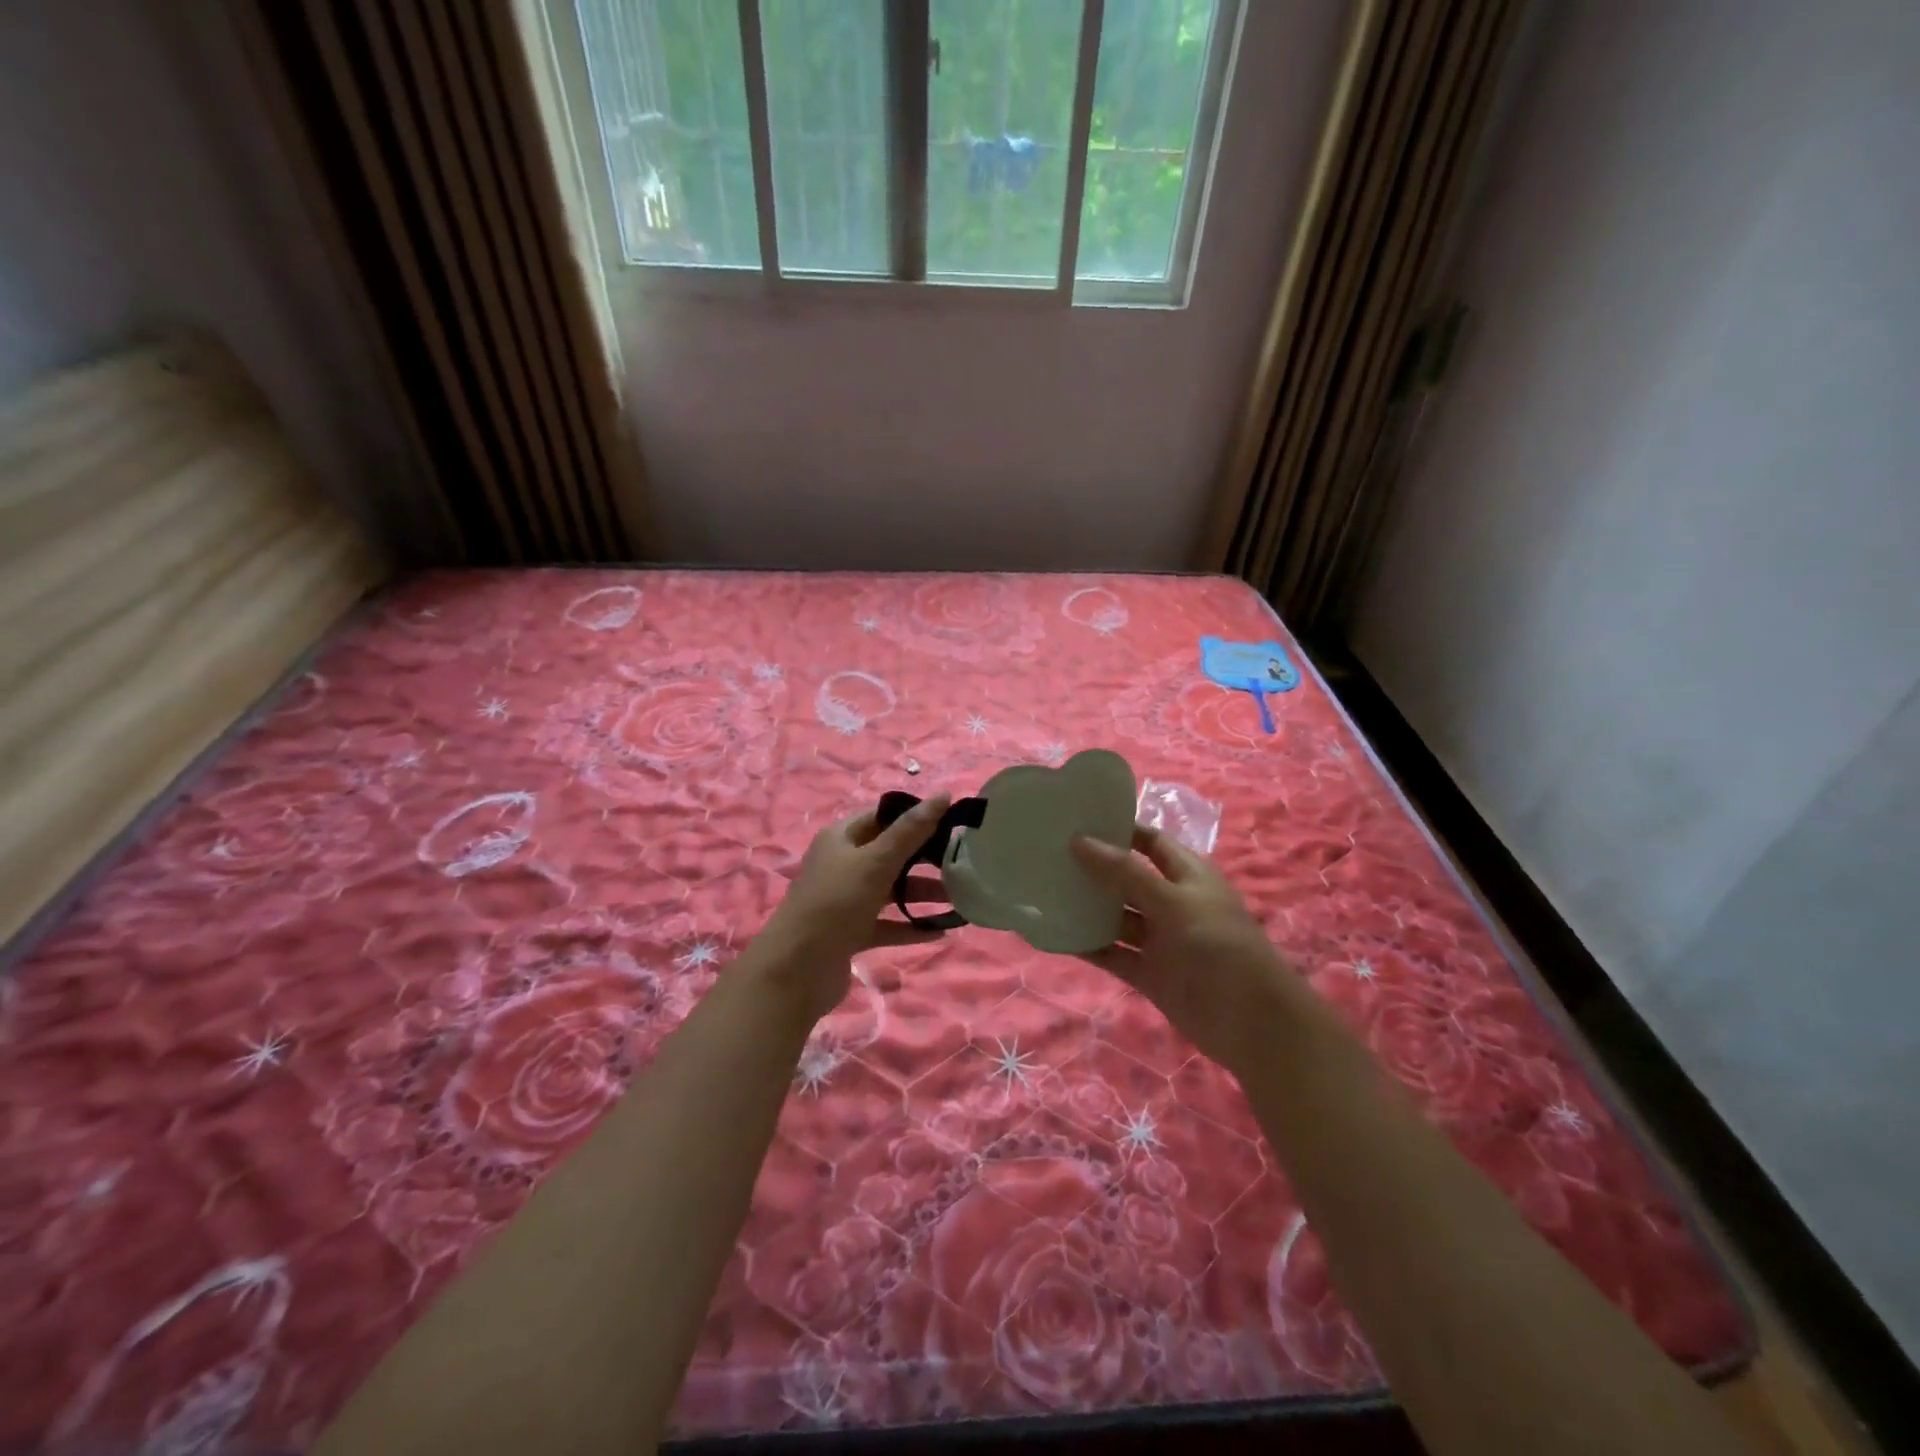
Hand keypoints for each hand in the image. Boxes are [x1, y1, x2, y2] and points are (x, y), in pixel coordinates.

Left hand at [757, 796, 951, 1021]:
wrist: (796, 970)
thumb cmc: (836, 903)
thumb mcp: (876, 861)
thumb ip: (911, 831)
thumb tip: (944, 795)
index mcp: (841, 838)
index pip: (883, 817)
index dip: (915, 817)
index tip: (952, 824)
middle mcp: (841, 865)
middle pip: (890, 854)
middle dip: (924, 859)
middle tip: (961, 862)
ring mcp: (845, 900)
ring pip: (890, 890)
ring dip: (921, 894)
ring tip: (959, 899)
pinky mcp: (850, 933)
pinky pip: (887, 924)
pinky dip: (910, 926)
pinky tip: (939, 931)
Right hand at [1070, 825, 1301, 1075]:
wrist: (1254, 1024)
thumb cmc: (1219, 946)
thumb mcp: (1172, 901)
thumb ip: (1124, 873)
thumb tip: (1079, 840)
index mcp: (1187, 874)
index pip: (1149, 840)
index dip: (1118, 829)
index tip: (1076, 820)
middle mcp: (1172, 902)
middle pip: (1127, 877)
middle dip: (1094, 867)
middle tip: (1048, 854)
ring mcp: (1161, 940)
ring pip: (1117, 917)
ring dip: (1087, 907)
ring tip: (1043, 891)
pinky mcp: (1150, 974)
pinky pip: (1113, 954)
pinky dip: (1088, 946)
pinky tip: (1055, 936)